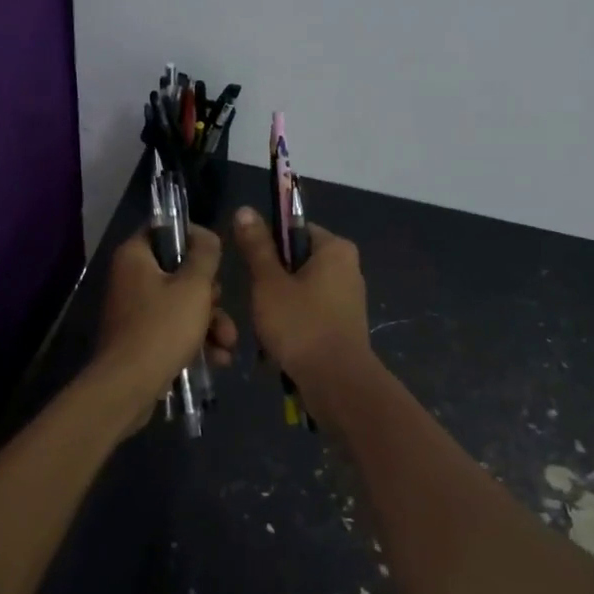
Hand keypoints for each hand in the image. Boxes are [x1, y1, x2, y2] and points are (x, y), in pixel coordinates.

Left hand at [90, 226, 236, 419]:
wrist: (129, 388)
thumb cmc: (162, 328)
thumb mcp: (194, 286)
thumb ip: (205, 254)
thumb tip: (205, 234)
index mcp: (135, 256)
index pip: (164, 230)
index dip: (193, 238)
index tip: (215, 254)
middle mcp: (131, 277)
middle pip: (179, 271)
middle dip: (210, 294)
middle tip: (220, 306)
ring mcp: (135, 310)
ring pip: (182, 303)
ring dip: (210, 321)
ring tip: (228, 343)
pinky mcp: (141, 338)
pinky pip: (173, 328)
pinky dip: (195, 339)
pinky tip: (218, 358)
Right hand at [232, 207, 371, 395]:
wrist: (336, 384)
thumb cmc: (301, 325)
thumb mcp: (269, 283)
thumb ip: (257, 246)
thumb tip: (245, 209)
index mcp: (335, 249)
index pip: (293, 230)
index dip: (267, 245)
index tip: (250, 267)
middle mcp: (347, 268)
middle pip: (296, 262)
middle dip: (271, 282)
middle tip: (256, 300)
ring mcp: (348, 299)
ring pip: (300, 291)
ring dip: (278, 307)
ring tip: (265, 327)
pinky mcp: (344, 325)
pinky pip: (310, 313)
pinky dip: (293, 324)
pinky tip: (279, 344)